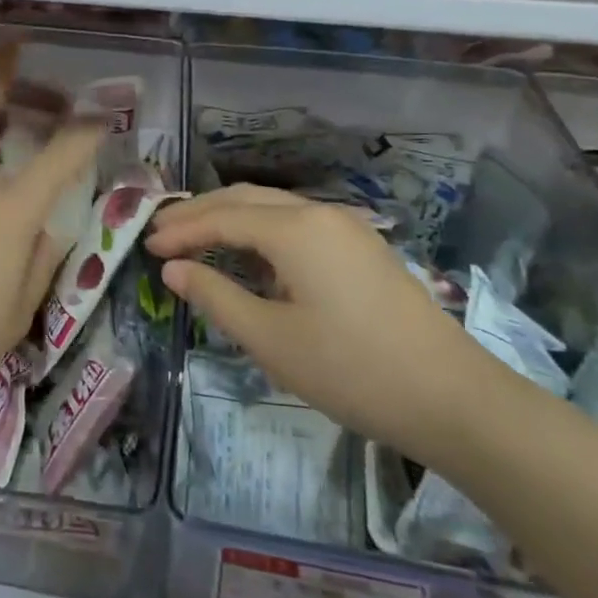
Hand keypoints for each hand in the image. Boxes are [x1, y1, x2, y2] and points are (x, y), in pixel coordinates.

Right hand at [145, 185, 510, 466]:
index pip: (221, 218)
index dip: (180, 230)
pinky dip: (260, 230)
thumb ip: (214, 296)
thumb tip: (173, 268)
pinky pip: (297, 224)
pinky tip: (248, 255)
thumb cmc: (350, 369)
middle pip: (245, 199)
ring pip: (273, 208)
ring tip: (193, 237)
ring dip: (229, 218)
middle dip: (199, 212)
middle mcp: (320, 214)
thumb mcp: (269, 338)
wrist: (453, 398)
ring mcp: (347, 229)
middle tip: (159, 230)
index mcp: (295, 229)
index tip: (144, 246)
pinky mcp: (362, 249)